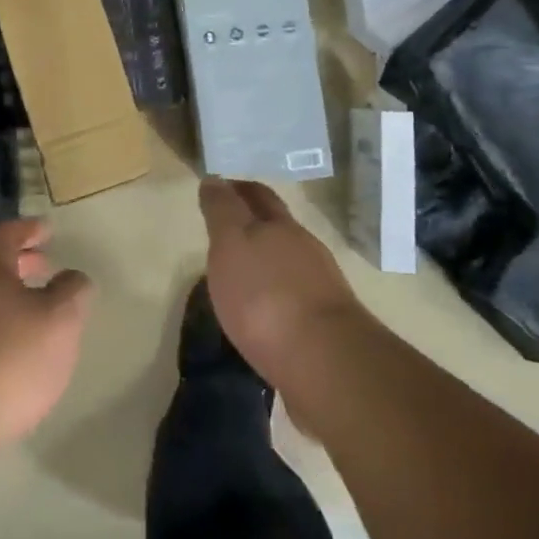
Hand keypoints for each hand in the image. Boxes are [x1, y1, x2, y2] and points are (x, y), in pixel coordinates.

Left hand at [0, 218, 91, 457]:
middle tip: (46, 269)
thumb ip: (71, 292)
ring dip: (8, 301)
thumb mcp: (59, 320)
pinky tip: (11, 356)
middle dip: (20, 265)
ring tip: (35, 317)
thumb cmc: (8, 358)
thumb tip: (73, 277)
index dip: (29, 229)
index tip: (47, 230)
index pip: (6, 235)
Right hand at [198, 178, 361, 385]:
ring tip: (242, 270)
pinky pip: (295, 296)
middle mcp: (304, 248)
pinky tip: (264, 307)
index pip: (257, 195)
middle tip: (228, 224)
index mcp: (279, 226)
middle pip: (277, 225)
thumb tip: (215, 179)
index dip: (237, 188)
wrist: (323, 360)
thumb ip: (222, 211)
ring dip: (266, 258)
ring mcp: (320, 286)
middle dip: (255, 219)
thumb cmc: (264, 295)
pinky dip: (277, 292)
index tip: (219, 187)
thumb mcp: (230, 244)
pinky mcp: (324, 323)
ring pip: (288, 260)